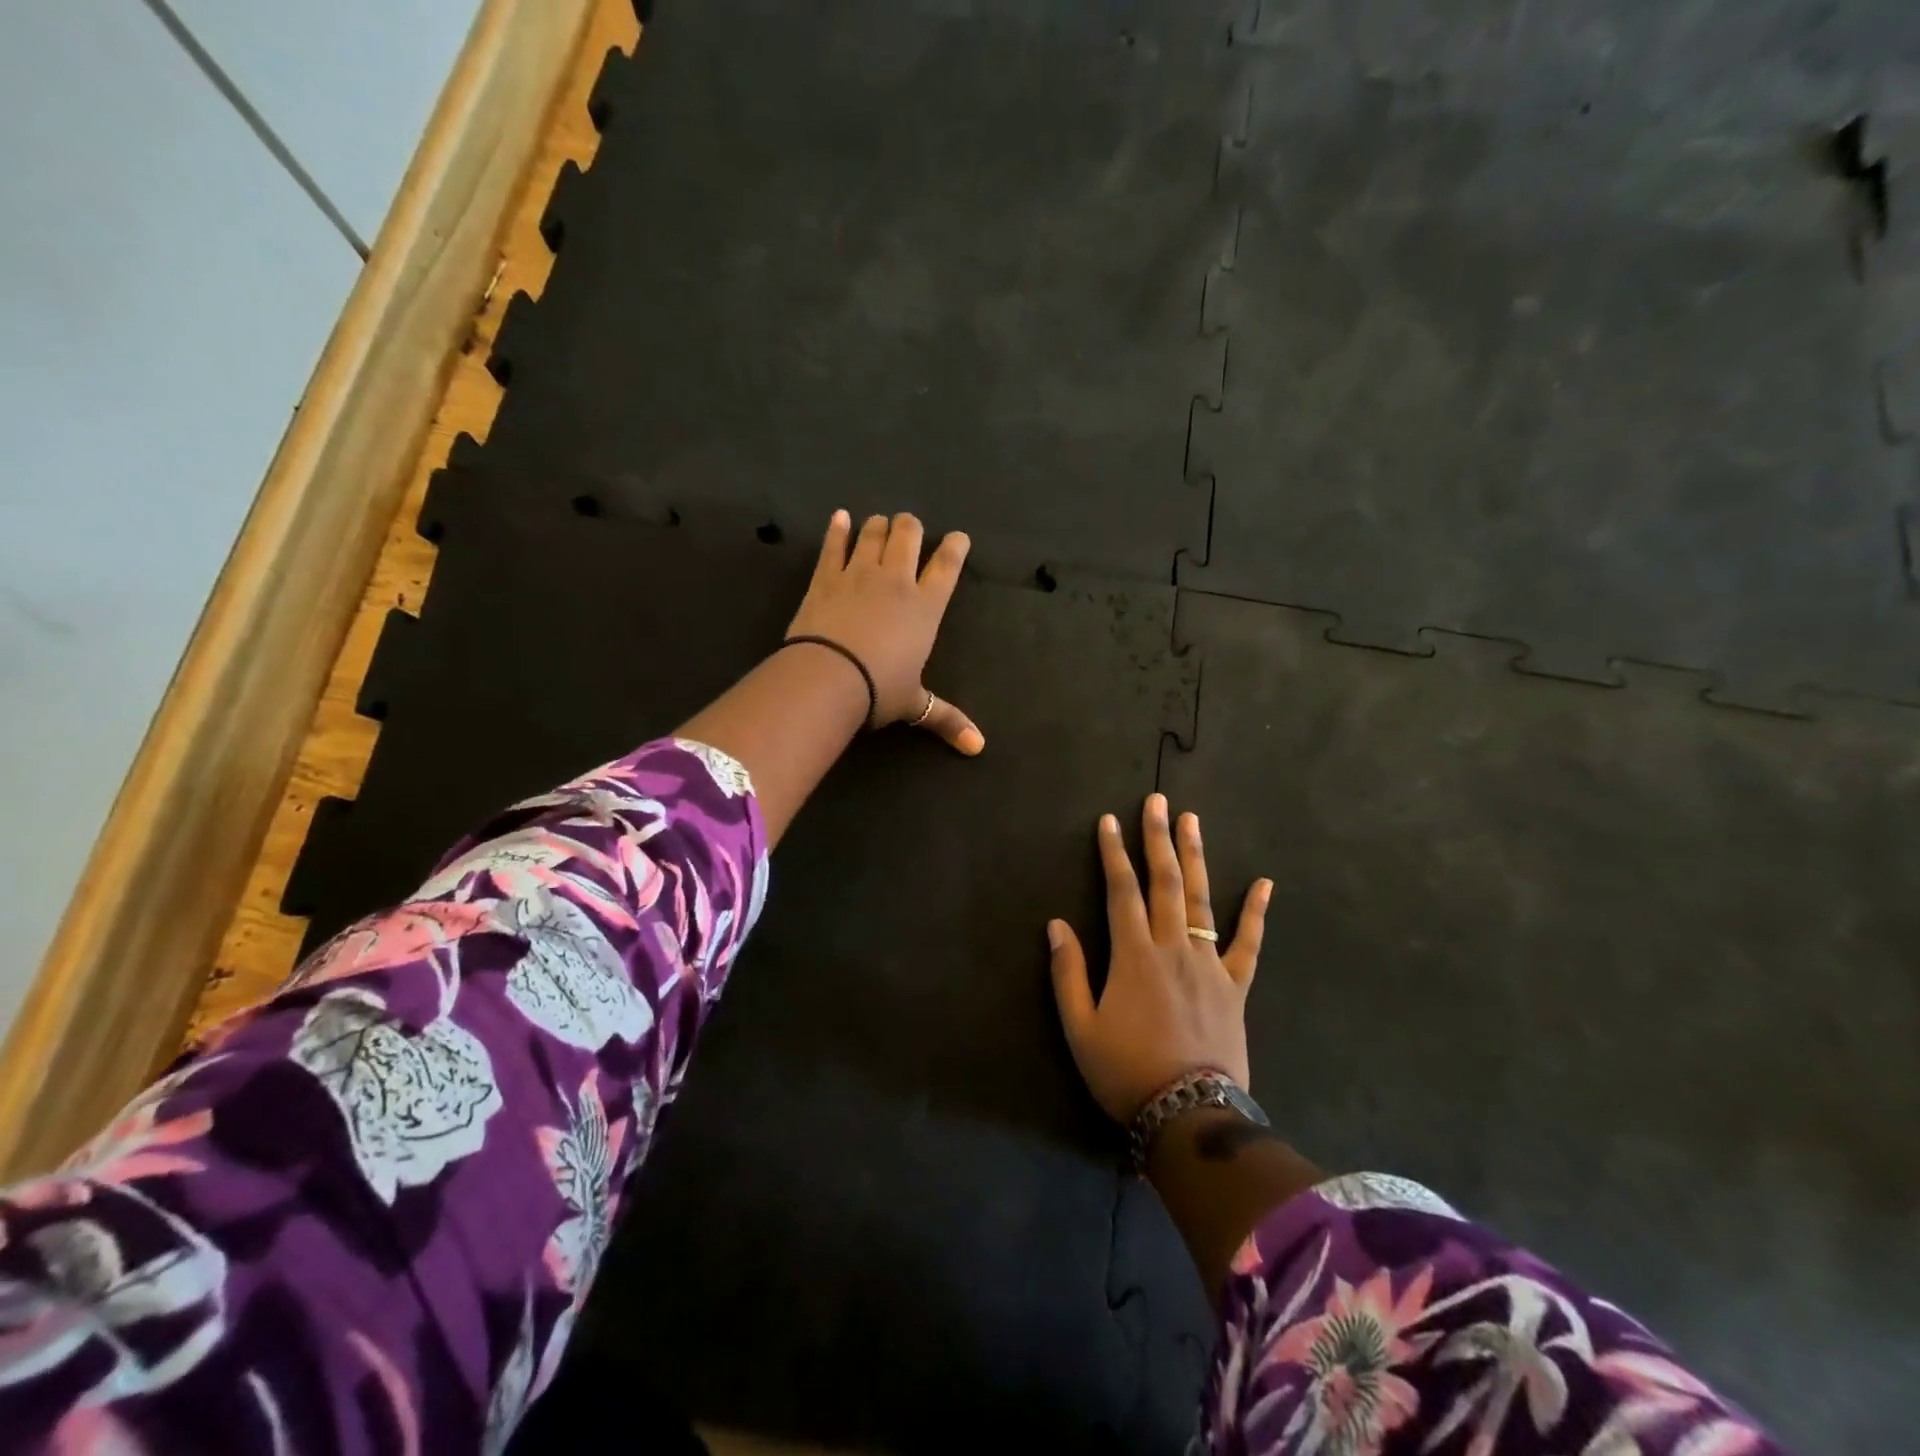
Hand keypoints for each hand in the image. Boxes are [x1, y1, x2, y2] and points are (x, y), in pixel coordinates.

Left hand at [787, 511, 983, 754]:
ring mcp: (858, 573)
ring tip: (879, 524)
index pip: (947, 566)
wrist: (828, 678)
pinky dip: (837, 529)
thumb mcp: (915, 704)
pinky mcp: (825, 577)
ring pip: (873, 534)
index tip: (959, 537)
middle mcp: (896, 580)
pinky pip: (833, 545)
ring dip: (878, 526)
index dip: (955, 547)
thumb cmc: (879, 690)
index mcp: (926, 607)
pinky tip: (840, 517)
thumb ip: (947, 719)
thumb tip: (978, 748)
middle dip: (912, 527)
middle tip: (910, 528)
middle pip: (908, 536)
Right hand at [1047, 794, 1272, 1123]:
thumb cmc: (1126, 1071)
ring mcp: (1209, 964)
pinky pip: (1248, 944)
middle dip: (1157, 838)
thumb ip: (1068, 972)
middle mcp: (1172, 947)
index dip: (1113, 854)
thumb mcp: (1080, 1027)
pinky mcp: (1235, 986)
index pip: (1121, 890)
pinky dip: (1256, 913)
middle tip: (1157, 801)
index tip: (1109, 821)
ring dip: (1195, 857)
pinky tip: (1264, 883)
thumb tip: (1056, 924)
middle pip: (1165, 882)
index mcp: (1133, 954)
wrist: (1188, 1115)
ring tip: (1191, 820)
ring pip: (1202, 900)